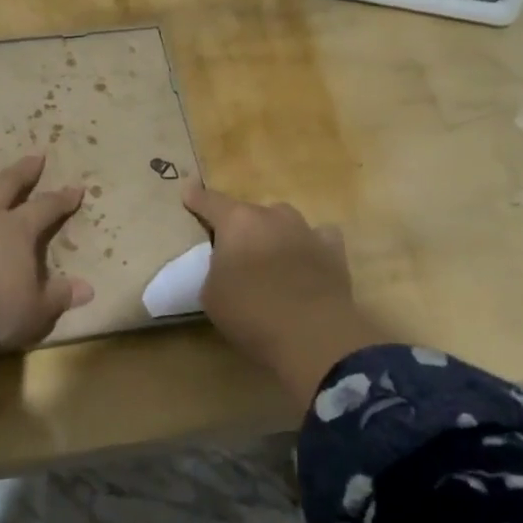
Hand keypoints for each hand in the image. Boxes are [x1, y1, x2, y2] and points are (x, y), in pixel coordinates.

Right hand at [183, 180, 382, 402]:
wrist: (312, 334)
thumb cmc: (250, 313)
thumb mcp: (211, 294)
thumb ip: (216, 270)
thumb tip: (228, 267)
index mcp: (237, 223)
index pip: (210, 202)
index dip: (196, 197)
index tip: (188, 189)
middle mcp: (273, 217)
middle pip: (250, 213)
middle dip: (241, 228)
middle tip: (235, 252)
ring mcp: (307, 231)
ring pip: (284, 222)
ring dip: (274, 234)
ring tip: (270, 258)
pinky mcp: (334, 251)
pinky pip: (318, 238)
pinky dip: (309, 246)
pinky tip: (307, 260)